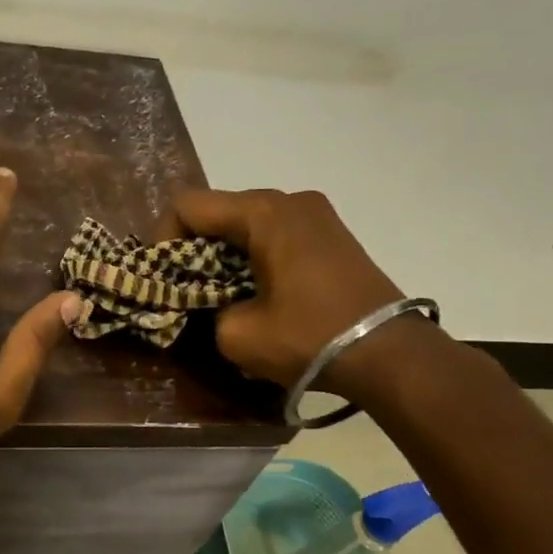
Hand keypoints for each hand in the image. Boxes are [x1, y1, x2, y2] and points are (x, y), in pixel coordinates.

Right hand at [162, 188, 410, 398]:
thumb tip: (208, 305)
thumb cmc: (308, 337)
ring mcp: (317, 213)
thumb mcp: (237, 334)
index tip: (164, 278)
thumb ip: (204, 310)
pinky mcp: (332, 233)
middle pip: (219, 210)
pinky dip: (254, 255)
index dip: (163, 238)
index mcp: (263, 212)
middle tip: (187, 290)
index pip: (189, 205)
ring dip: (225, 253)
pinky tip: (258, 290)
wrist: (390, 353)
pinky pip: (276, 232)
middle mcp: (290, 200)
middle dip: (193, 248)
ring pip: (248, 222)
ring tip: (222, 293)